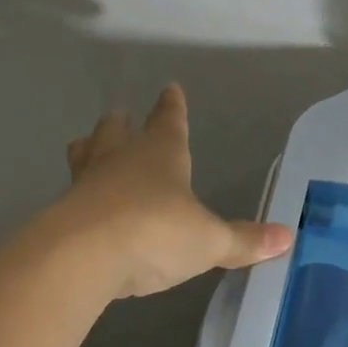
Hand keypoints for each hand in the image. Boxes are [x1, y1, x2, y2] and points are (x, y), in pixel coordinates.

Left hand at [50, 84, 293, 298]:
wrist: (81, 258)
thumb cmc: (155, 232)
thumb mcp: (209, 241)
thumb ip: (243, 241)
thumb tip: (286, 237)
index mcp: (160, 154)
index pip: (169, 121)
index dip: (172, 107)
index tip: (170, 89)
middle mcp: (120, 160)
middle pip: (116, 131)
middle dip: (121, 124)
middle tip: (119, 115)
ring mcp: (85, 184)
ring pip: (84, 156)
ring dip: (89, 150)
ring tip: (85, 147)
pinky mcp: (60, 215)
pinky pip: (71, 196)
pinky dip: (78, 196)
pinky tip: (81, 208)